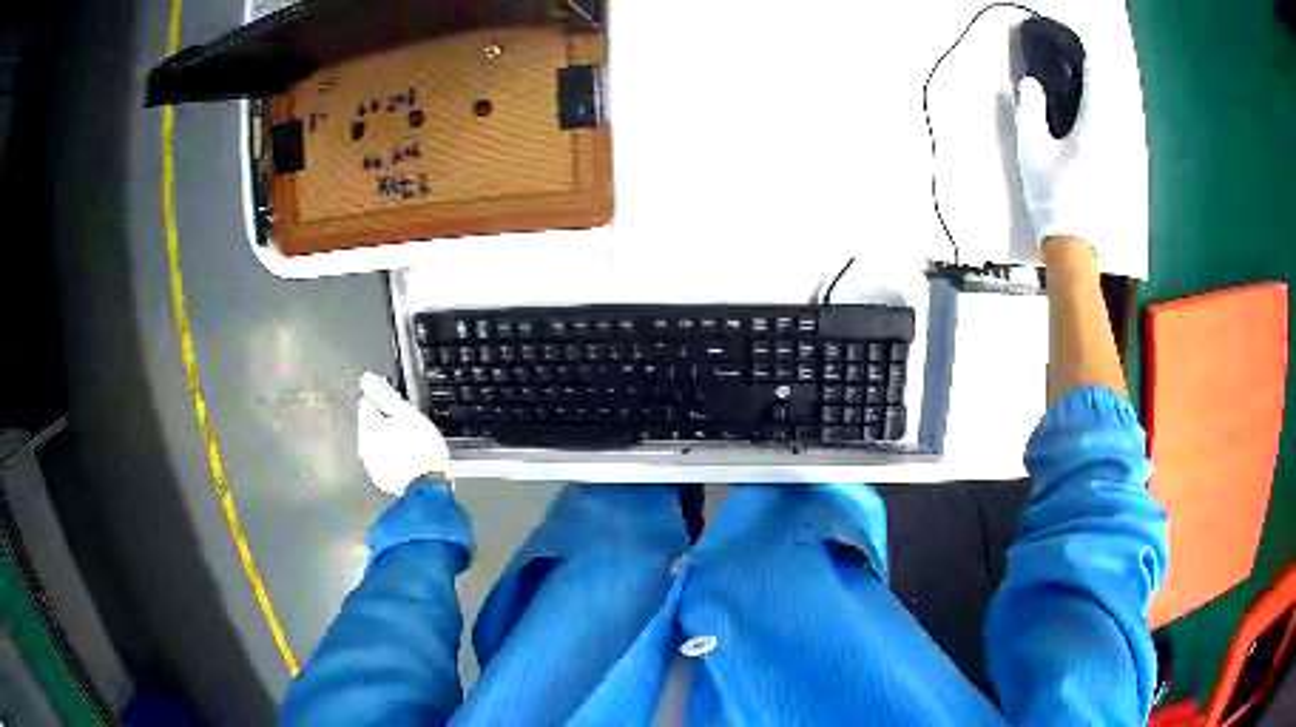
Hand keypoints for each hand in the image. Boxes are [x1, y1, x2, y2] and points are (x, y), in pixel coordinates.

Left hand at [357, 372, 450, 496]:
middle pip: (370, 424)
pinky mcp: (381, 480)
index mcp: (368, 426)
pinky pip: (382, 461)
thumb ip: (384, 395)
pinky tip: (406, 459)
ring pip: (375, 443)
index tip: (398, 405)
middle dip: (383, 421)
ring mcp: (371, 465)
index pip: (367, 402)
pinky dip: (390, 457)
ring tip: (409, 443)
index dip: (382, 400)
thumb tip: (366, 379)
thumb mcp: (406, 414)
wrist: (428, 488)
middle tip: (407, 425)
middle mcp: (364, 445)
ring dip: (387, 440)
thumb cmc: (421, 448)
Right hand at [1014, 69, 1106, 251]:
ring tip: (1103, 98)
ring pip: (1122, 122)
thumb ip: (1031, 111)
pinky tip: (1111, 130)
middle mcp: (1112, 142)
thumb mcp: (1031, 150)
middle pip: (1114, 103)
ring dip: (1113, 106)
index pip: (1096, 88)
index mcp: (1091, 131)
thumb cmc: (1052, 196)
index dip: (1092, 67)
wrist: (1073, 244)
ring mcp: (1120, 161)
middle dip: (1105, 85)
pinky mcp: (1121, 176)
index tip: (1087, 54)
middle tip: (1095, 73)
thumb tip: (1031, 82)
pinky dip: (1117, 128)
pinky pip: (1123, 141)